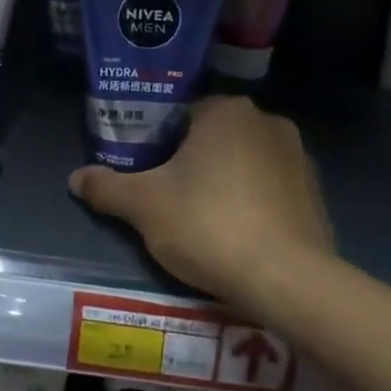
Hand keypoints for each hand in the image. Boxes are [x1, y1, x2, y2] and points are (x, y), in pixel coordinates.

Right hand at [68, 96, 333, 309]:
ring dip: (221, 180)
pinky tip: (235, 233)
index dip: (156, 139)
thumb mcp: (143, 206)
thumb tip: (75, 178)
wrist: (287, 280)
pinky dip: (250, 202)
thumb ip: (106, 187)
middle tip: (164, 194)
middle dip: (189, 160)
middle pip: (212, 136)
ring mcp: (299, 158)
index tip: (144, 169)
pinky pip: (269, 188)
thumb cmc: (208, 225)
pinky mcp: (316, 194)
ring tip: (199, 218)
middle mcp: (267, 122)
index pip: (180, 113)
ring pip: (242, 161)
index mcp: (227, 111)